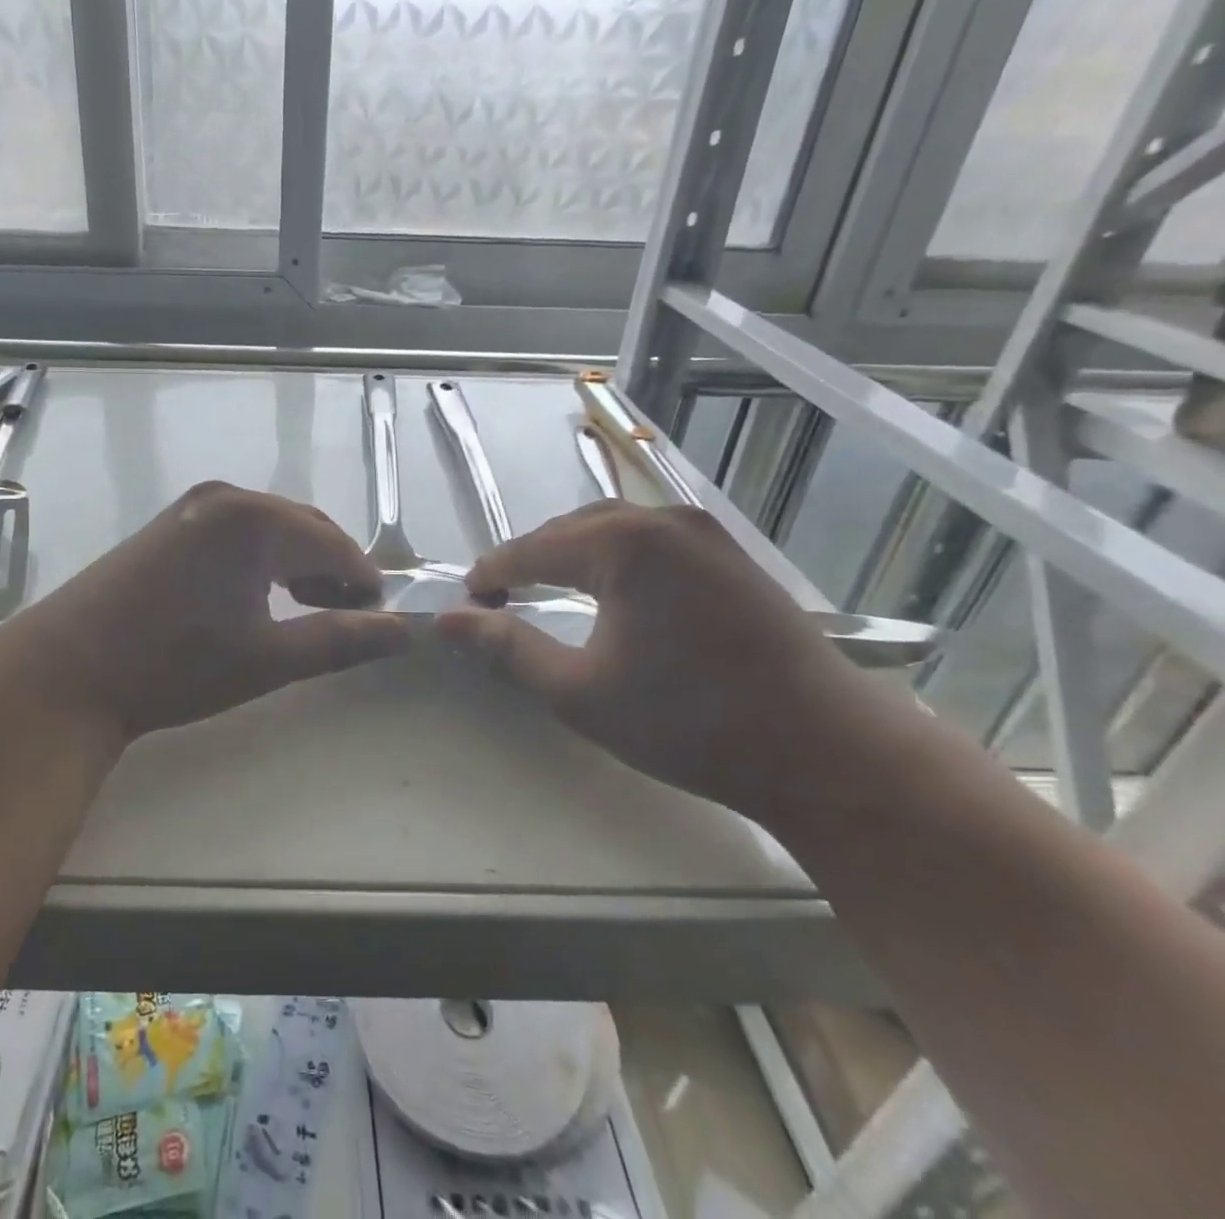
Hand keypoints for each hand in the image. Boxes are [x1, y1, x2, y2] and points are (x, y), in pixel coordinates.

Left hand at [0, 482, 408, 739]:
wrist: (68, 669)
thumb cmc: (174, 665)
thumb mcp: (268, 659)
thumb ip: (341, 639)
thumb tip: (405, 631)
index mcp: (255, 520)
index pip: (334, 543)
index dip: (364, 580)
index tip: (380, 617)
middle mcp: (227, 497)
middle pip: (304, 527)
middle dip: (333, 568)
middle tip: (348, 616)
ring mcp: (193, 505)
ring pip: (271, 527)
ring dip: (299, 562)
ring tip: (310, 608)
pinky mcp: (171, 522)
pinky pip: (237, 530)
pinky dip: (262, 557)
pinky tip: (259, 593)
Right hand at [436, 502, 892, 819]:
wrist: (828, 753)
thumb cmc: (691, 723)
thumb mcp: (580, 692)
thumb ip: (507, 649)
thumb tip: (446, 621)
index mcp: (622, 544)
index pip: (531, 549)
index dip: (491, 575)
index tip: (466, 604)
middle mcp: (663, 521)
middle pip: (570, 529)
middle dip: (529, 561)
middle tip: (500, 602)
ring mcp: (704, 533)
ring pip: (612, 528)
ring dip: (571, 556)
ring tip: (547, 593)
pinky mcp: (730, 555)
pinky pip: (650, 539)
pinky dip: (614, 558)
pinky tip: (611, 592)